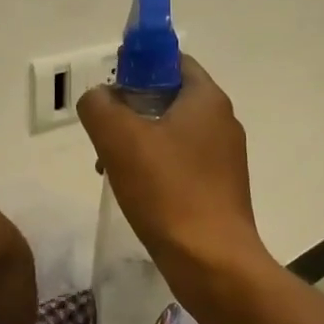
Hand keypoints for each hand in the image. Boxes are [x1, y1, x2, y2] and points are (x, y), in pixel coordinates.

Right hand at [76, 56, 273, 296]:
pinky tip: (133, 191)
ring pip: (171, 134)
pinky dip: (154, 168)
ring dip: (138, 142)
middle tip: (103, 132)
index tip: (110, 87)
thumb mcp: (119, 139)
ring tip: (107, 167)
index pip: (173, 61)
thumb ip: (99, 106)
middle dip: (131, 109)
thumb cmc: (168, 191)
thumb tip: (99, 98)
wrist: (212, 262)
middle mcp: (222, 122)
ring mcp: (224, 158)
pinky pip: (180, 164)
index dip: (139, 65)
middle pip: (169, 98)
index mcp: (207, 100)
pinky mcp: (219, 189)